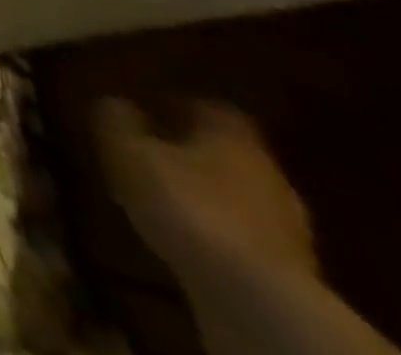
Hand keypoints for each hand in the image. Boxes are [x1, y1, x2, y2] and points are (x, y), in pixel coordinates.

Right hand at [95, 98, 315, 290]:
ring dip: (205, 193)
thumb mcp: (128, 152)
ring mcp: (285, 224)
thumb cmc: (187, 205)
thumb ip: (117, 121)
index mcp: (232, 134)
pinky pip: (244, 235)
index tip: (147, 107)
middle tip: (152, 152)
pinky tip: (189, 239)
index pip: (206, 105)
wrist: (256, 300)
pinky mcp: (288, 271)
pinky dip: (218, 232)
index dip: (175, 104)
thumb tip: (111, 100)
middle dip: (191, 150)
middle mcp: (267, 171)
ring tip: (165, 199)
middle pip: (225, 150)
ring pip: (236, 194)